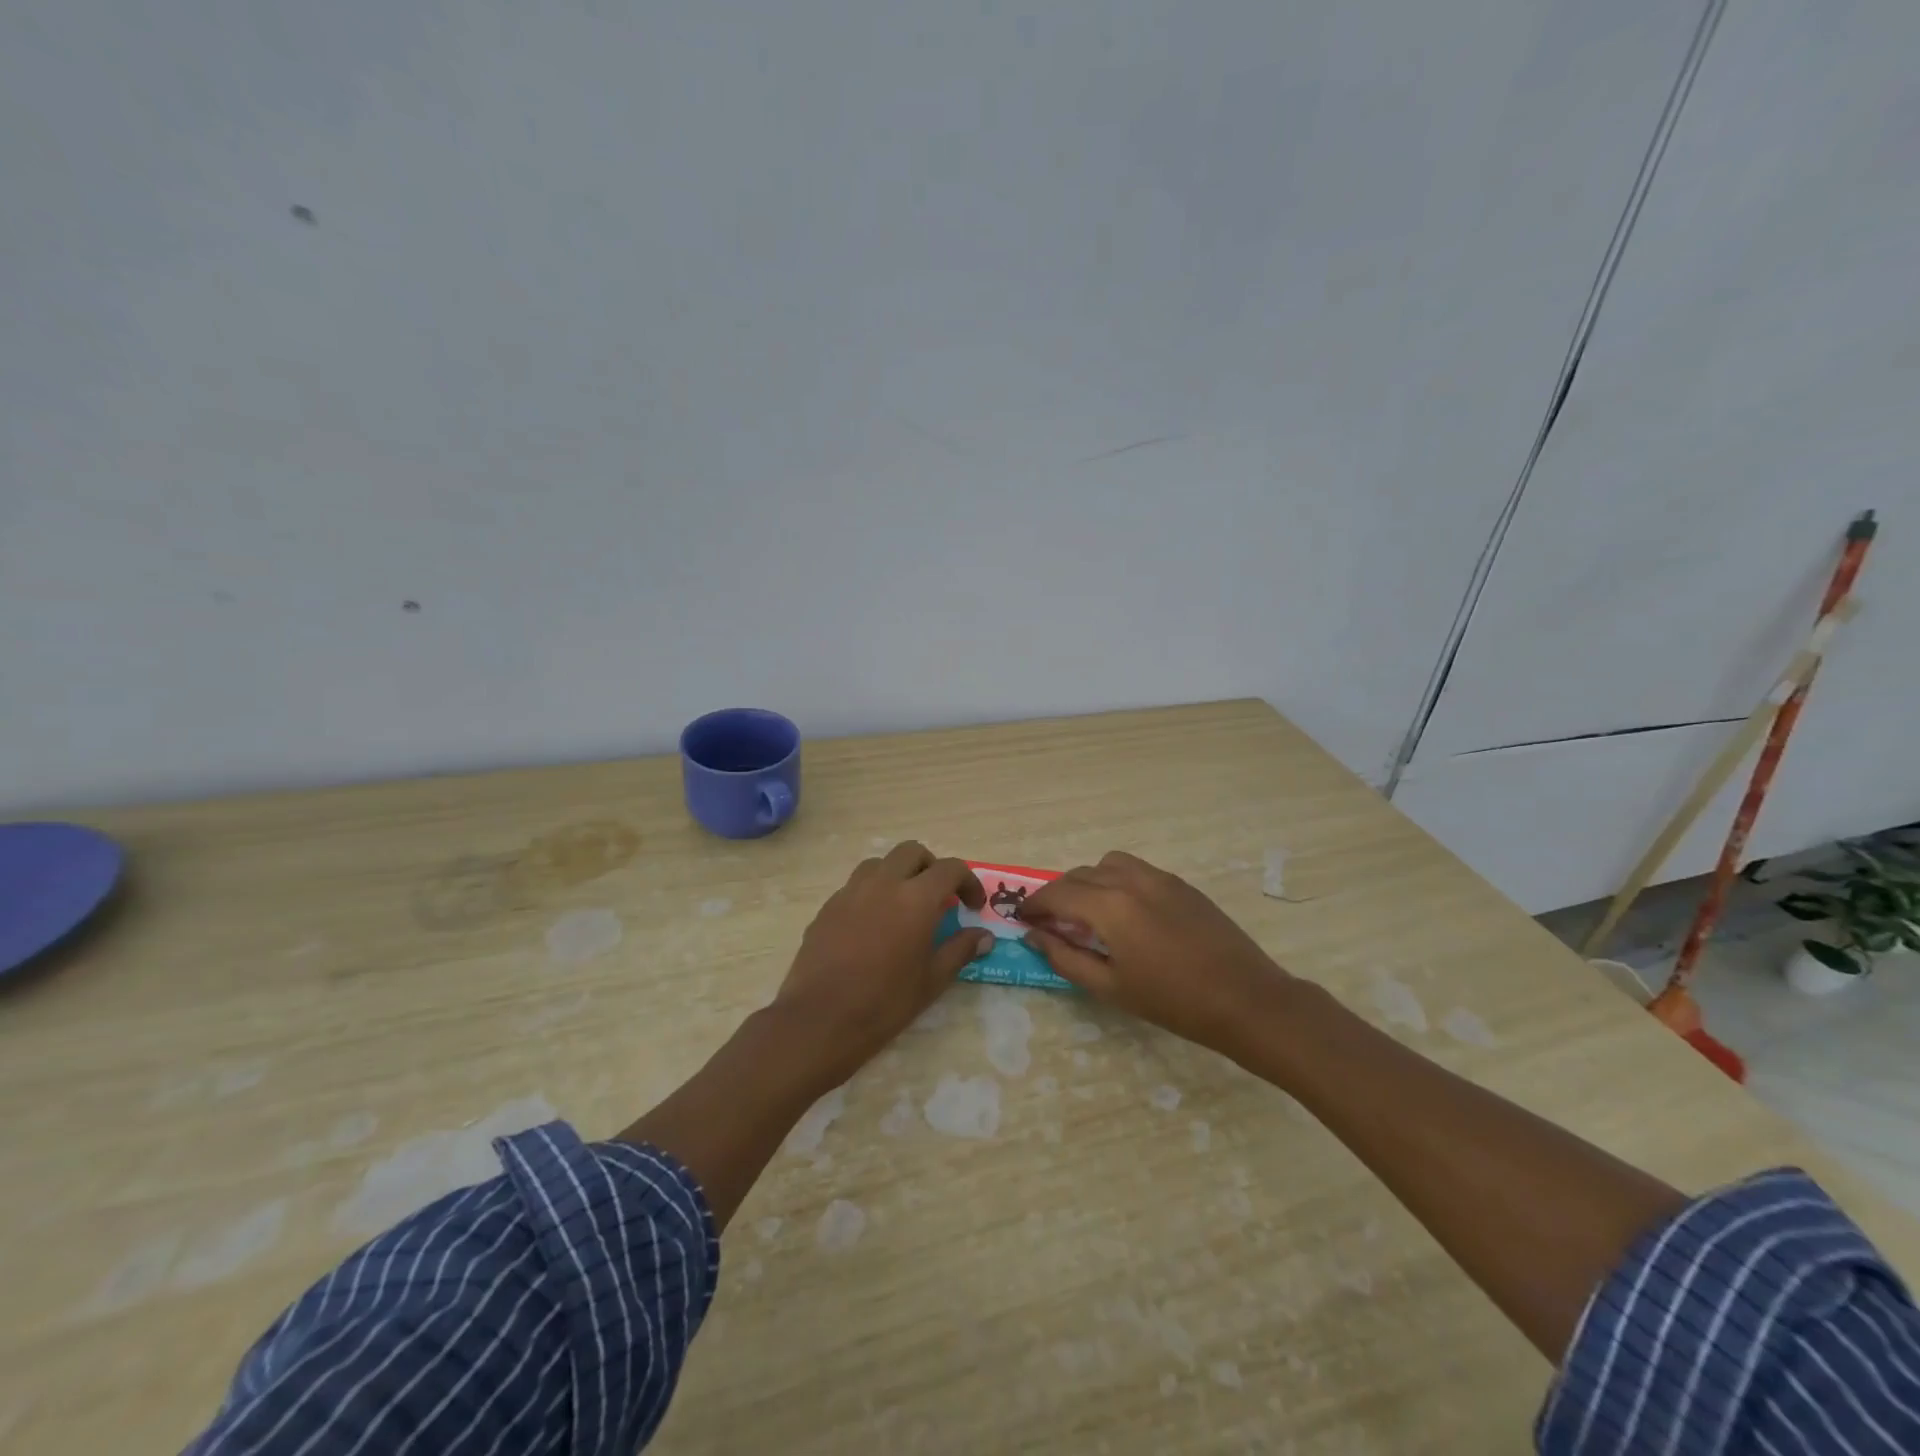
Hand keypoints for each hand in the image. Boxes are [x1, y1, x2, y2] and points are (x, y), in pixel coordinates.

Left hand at [773, 842, 993, 1083]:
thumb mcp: (932, 980)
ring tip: (904, 907)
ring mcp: (851, 891)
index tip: (973, 906)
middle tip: (939, 898)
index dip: (968, 882)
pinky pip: (856, 886)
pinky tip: (873, 926)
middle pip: (912, 852)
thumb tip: (984, 936)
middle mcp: (883, 883)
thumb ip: (960, 950)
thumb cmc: (884, 1003)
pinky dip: (872, 893)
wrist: (819, 1019)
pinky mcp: (828, 906)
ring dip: (898, 875)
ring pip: (880, 863)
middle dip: (931, 868)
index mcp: (915, 898)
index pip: (950, 869)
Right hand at [1021, 851, 1290, 1055]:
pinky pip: (1135, 869)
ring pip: (1108, 864)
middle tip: (1050, 921)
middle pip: (1079, 874)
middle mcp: (1130, 880)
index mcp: (1109, 906)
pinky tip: (1125, 912)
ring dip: (1088, 881)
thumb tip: (1035, 935)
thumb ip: (1066, 957)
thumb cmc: (1173, 1002)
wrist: (1246, 1000)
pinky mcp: (1180, 883)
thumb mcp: (1111, 987)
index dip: (1034, 904)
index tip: (1022, 918)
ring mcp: (1159, 877)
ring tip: (1088, 912)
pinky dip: (1116, 880)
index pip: (1057, 893)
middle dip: (1058, 894)